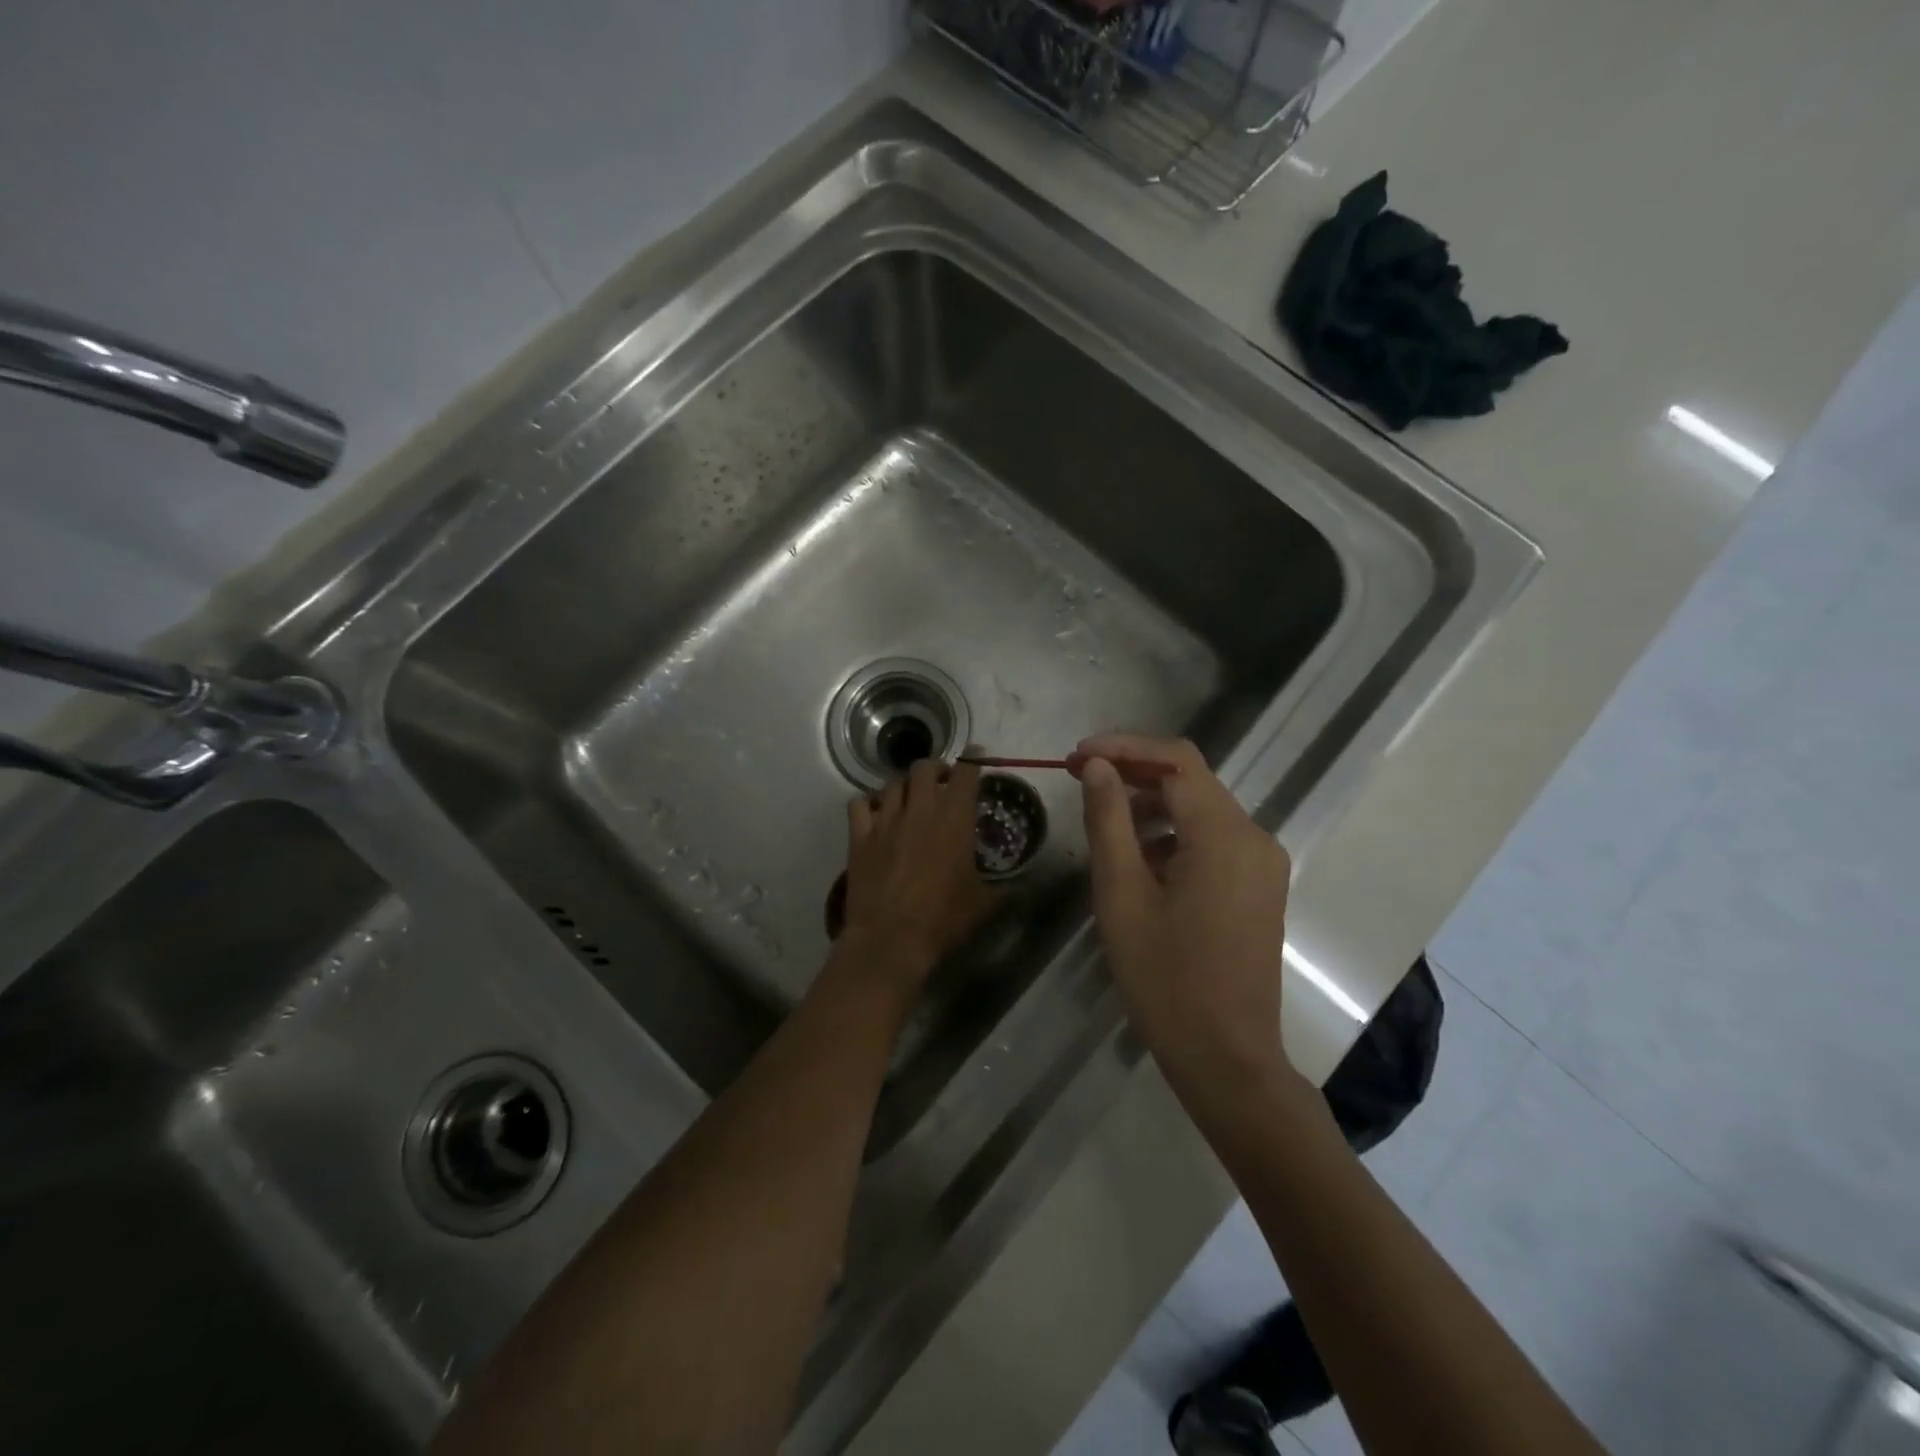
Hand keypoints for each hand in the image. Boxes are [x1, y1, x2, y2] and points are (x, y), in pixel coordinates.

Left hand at [837, 759, 994, 992]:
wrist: (890, 939)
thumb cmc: (943, 920)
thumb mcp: (983, 905)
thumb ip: (1006, 891)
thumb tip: (1027, 889)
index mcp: (954, 820)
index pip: (966, 773)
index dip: (973, 760)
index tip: (977, 756)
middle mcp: (920, 810)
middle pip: (924, 768)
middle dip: (936, 769)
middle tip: (942, 781)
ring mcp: (885, 821)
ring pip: (893, 783)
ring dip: (905, 785)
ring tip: (910, 797)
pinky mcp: (859, 837)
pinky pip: (859, 804)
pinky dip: (868, 803)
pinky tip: (875, 813)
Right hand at [1072, 734, 1301, 1102]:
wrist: (1226, 1058)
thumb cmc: (1166, 979)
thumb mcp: (1122, 895)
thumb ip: (1108, 821)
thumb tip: (1096, 767)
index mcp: (1225, 835)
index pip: (1175, 760)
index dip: (1123, 747)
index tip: (1076, 756)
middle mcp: (1254, 837)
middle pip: (1190, 779)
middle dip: (1133, 771)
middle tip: (1078, 778)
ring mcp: (1262, 863)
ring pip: (1201, 809)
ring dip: (1151, 803)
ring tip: (1102, 819)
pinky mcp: (1259, 886)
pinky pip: (1213, 839)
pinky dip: (1173, 834)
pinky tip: (1139, 858)